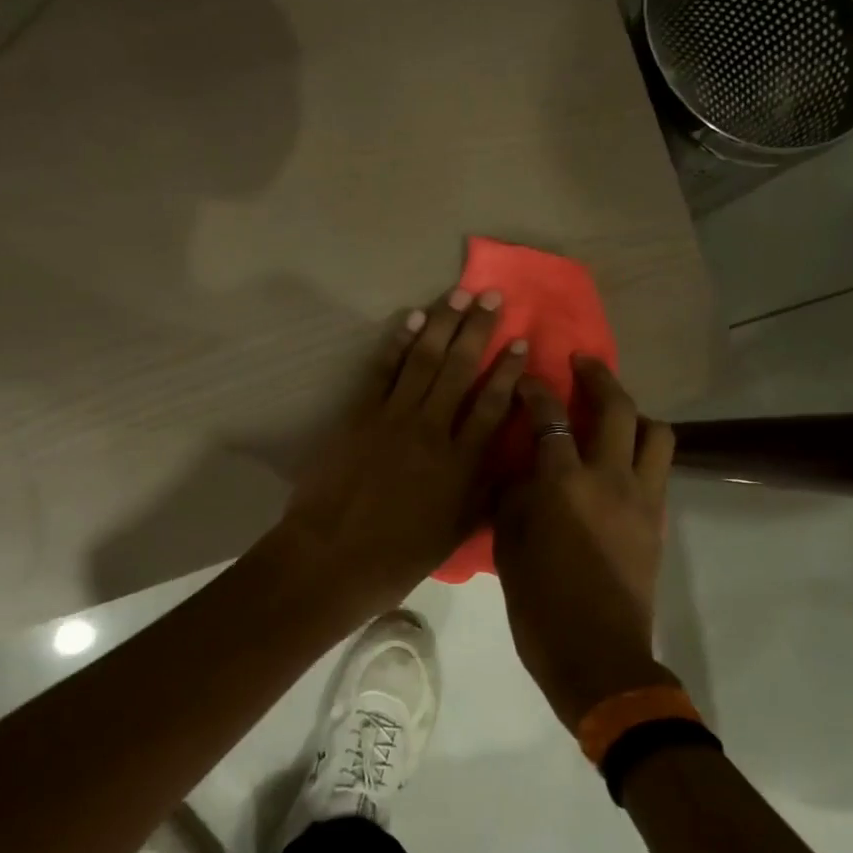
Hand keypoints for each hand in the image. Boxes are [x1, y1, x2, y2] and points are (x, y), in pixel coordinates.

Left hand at [281, 288, 527, 610]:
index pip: (492, 405)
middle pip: (460, 369)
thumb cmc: (396, 557)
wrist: (330, 558)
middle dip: (478, 329)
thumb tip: (509, 465)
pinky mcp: (358, 414)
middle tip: (492, 296)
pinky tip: (412, 318)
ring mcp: (392, 417)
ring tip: (458, 294)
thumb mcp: (454, 534)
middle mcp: (431, 430)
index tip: (522, 341)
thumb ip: (484, 494)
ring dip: (442, 323)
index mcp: (460, 463)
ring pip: (424, 360)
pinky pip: (383, 370)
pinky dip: (399, 341)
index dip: (509, 371)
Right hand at [493, 357, 677, 729]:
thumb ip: (515, 496)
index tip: (526, 378)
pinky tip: (619, 458)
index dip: (536, 391)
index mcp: (564, 485)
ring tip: (611, 413)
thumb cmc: (540, 605)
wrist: (598, 656)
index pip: (551, 419)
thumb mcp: (509, 546)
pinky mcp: (658, 519)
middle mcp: (610, 479)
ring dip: (634, 412)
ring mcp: (642, 498)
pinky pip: (658, 467)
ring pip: (655, 432)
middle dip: (598, 377)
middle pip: (617, 409)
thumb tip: (522, 468)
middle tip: (581, 363)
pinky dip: (641, 448)